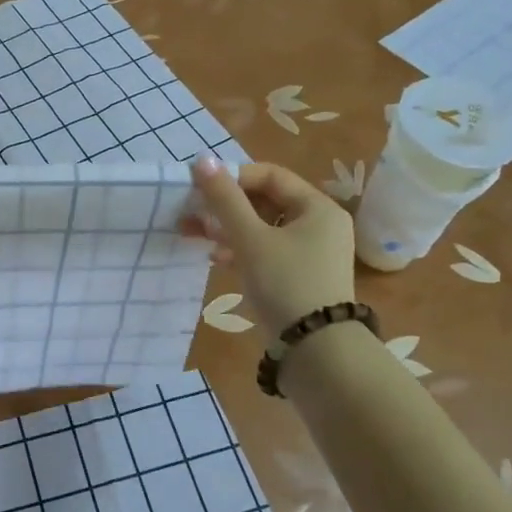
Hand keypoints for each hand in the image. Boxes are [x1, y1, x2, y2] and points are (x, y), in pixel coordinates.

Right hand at [189, 155, 355, 338]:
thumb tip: (202, 159)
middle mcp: (320, 225)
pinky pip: (267, 251)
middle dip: (226, 206)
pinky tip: (217, 258)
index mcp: (317, 207)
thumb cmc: (286, 284)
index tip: (200, 189)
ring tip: (196, 236)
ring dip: (229, 229)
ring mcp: (311, 253)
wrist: (316, 352)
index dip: (233, 178)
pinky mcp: (300, 277)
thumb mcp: (251, 238)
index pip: (270, 175)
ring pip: (263, 228)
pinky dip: (242, 250)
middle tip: (192, 213)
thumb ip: (225, 199)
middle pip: (266, 201)